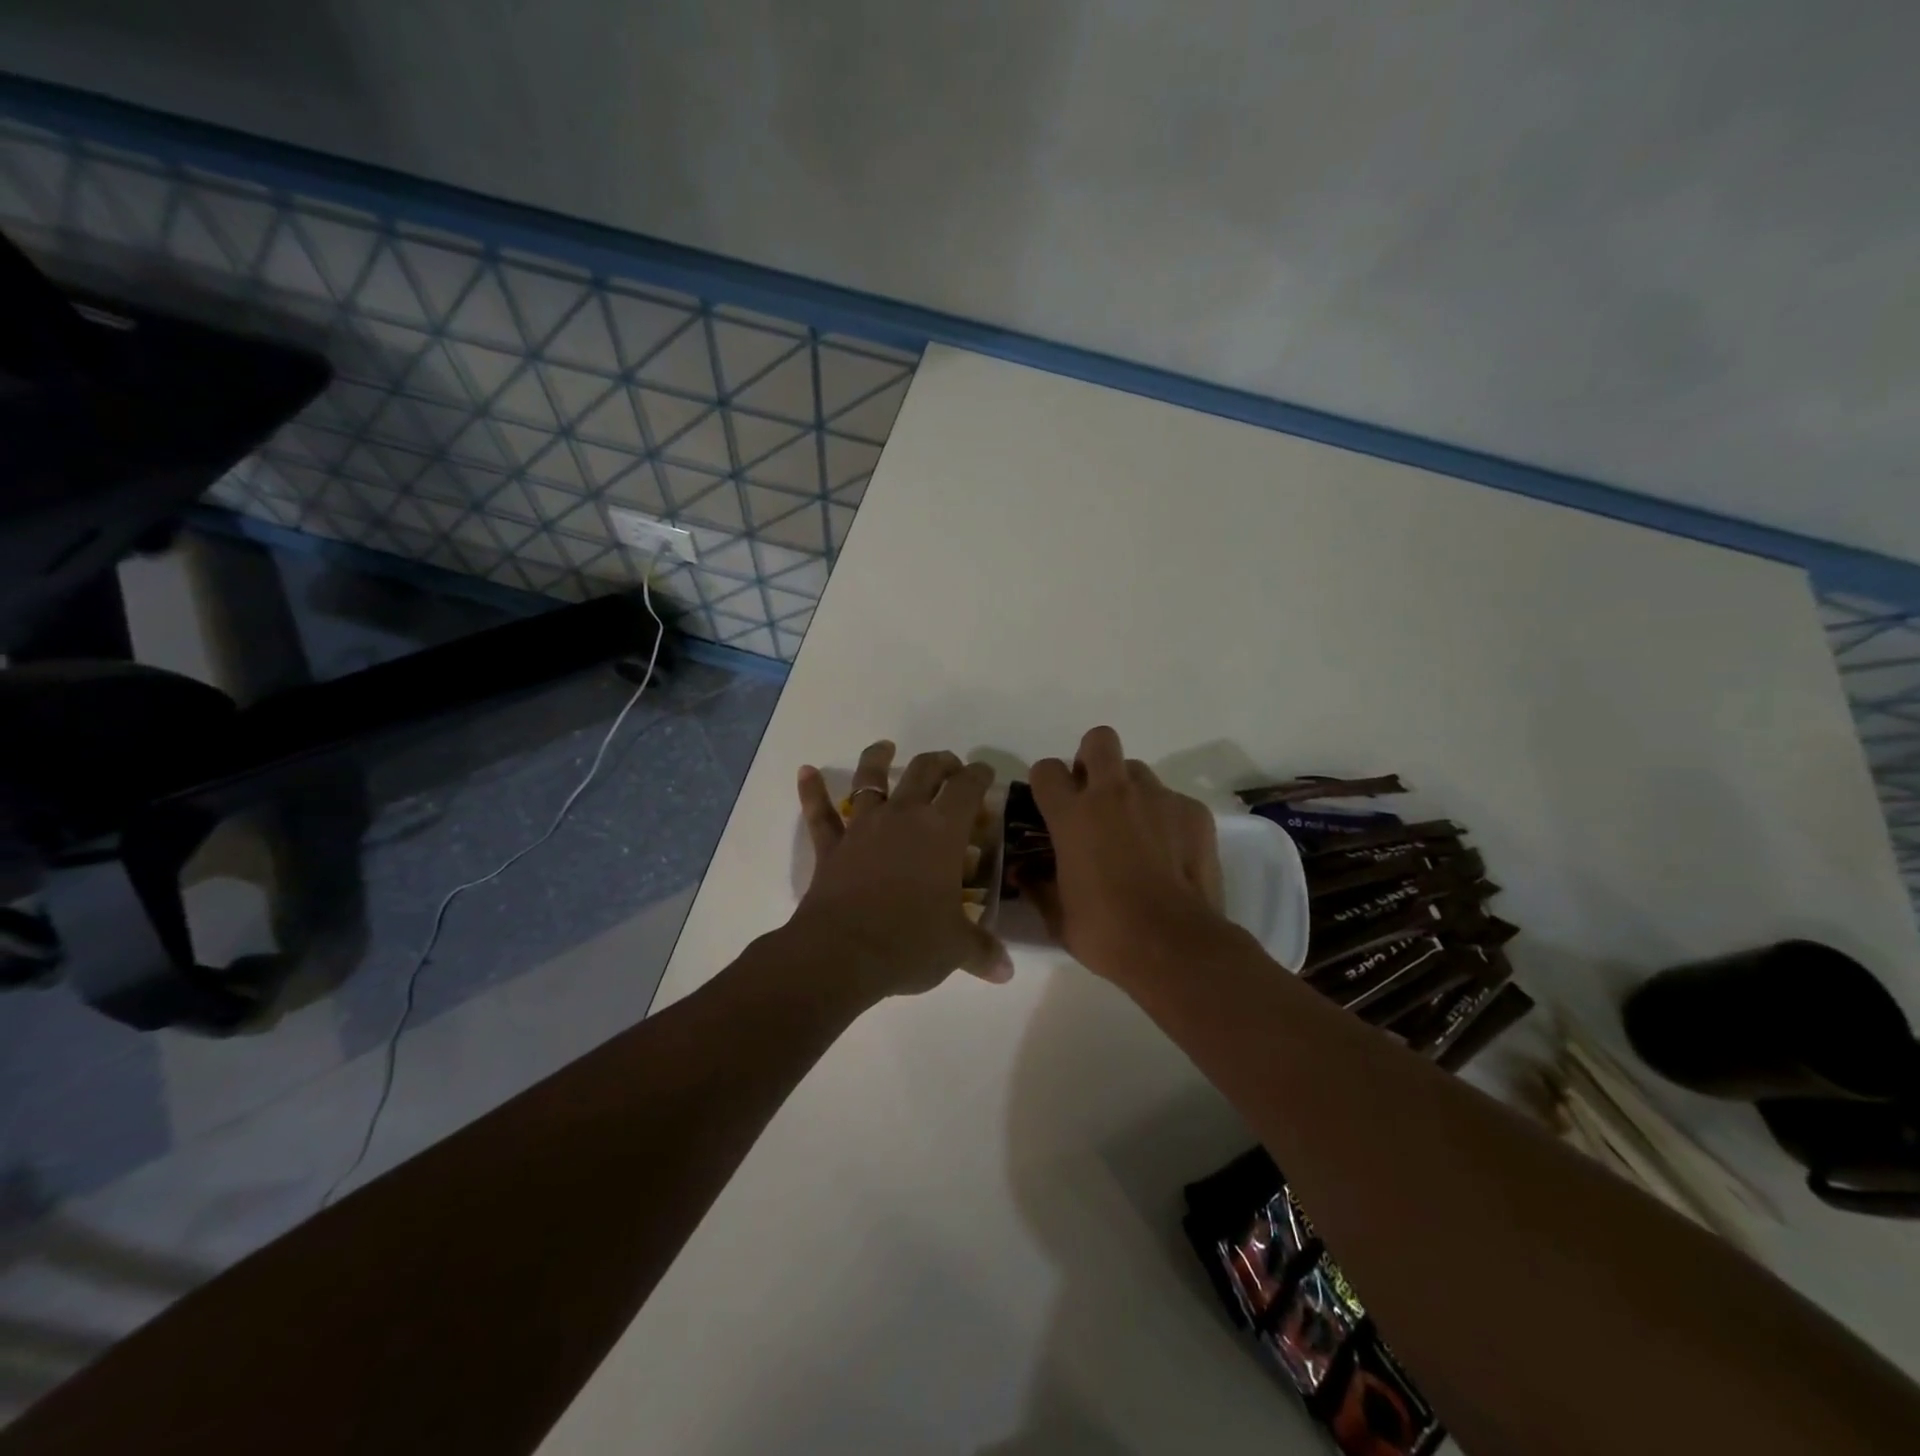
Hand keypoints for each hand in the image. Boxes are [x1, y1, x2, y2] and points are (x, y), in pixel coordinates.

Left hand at [792, 740, 1013, 1001]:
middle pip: (924, 771)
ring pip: (870, 779)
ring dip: (878, 759)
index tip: (985, 775)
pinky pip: (820, 813)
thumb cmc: (909, 942)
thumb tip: (1006, 971)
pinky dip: (812, 791)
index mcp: (942, 831)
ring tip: (885, 747)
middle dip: (941, 763)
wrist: (842, 953)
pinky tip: (805, 771)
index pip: (967, 788)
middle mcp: (904, 816)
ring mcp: (863, 827)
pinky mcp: (832, 847)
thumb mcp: (955, 948)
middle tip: (950, 766)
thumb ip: (982, 952)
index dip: (979, 775)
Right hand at [1024, 726, 1226, 981]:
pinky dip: (1166, 819)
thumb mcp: (1057, 915)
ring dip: (1130, 791)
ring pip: (1138, 771)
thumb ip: (1038, 886)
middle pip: (1099, 740)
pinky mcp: (1193, 812)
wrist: (1176, 946)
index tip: (1050, 804)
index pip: (1046, 769)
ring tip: (1136, 830)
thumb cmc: (1105, 932)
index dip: (1046, 783)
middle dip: (1092, 758)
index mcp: (1072, 815)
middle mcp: (1113, 794)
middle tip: (1094, 796)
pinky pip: (1173, 800)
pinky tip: (1170, 853)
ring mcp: (1158, 798)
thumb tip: (1025, 875)